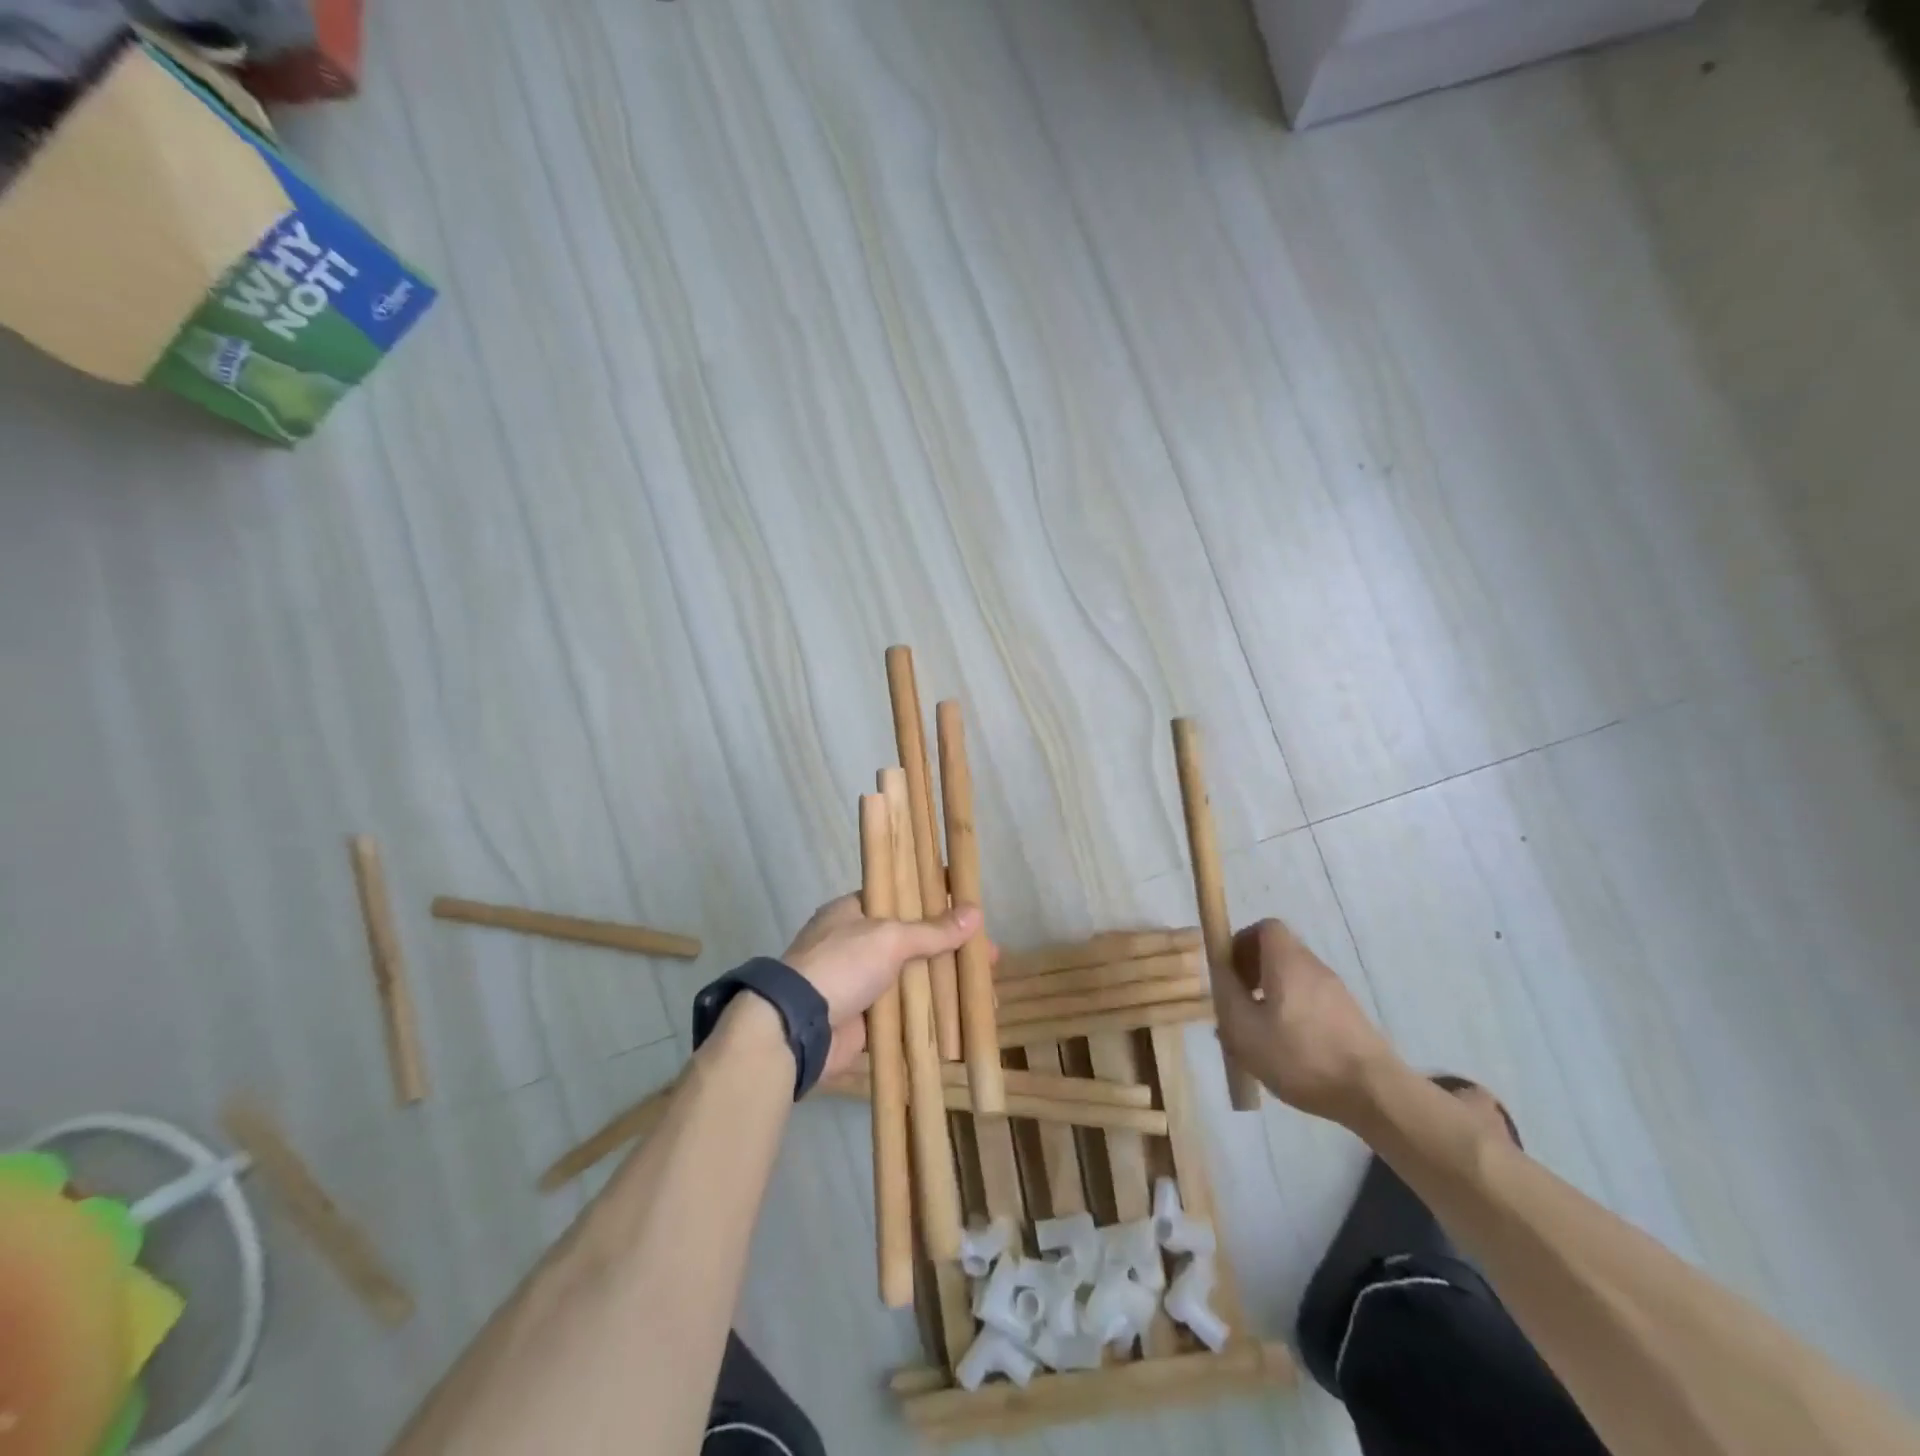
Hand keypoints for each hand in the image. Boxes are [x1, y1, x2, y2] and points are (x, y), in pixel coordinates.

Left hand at [782, 894, 982, 1076]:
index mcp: (855, 912)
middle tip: (988, 957)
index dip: (937, 900)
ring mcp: (861, 982)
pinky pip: (906, 1013)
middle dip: (951, 949)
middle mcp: (858, 943)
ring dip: (946, 984)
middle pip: (914, 941)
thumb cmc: (842, 965)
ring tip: (984, 992)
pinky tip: (963, 1019)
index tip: (970, 906)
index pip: (903, 897)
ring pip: (913, 978)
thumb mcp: (890, 938)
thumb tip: (975, 914)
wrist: (797, 1028)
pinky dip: (932, 1016)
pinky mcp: (866, 1018)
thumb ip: (932, 930)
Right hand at [1216, 918, 1400, 1123]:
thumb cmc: (1301, 1056)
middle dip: (1252, 974)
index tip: (1230, 973)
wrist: (1374, 1094)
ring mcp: (1337, 992)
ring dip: (1271, 998)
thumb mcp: (1244, 1029)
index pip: (1265, 927)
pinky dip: (1293, 1015)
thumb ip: (1226, 995)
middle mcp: (1314, 968)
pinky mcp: (1349, 1017)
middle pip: (1278, 954)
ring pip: (1293, 981)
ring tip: (1259, 1035)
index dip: (1241, 943)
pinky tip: (1287, 1052)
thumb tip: (1220, 972)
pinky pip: (1311, 1002)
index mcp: (1288, 962)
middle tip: (1239, 1006)